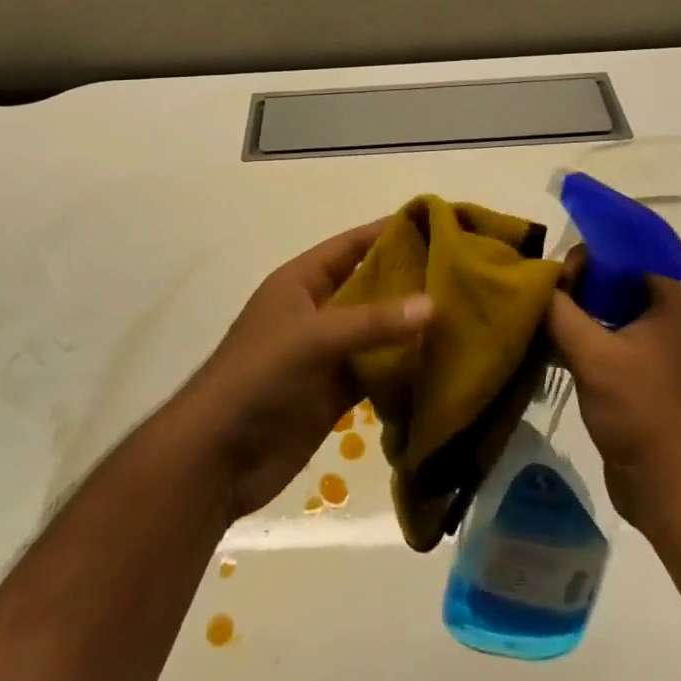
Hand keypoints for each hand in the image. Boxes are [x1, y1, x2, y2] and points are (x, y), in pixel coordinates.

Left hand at [173, 220, 432, 519]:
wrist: (216, 457)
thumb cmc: (258, 378)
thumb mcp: (313, 338)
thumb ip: (372, 322)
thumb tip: (434, 304)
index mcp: (301, 281)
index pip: (352, 245)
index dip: (389, 232)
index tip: (437, 223)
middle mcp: (316, 310)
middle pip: (369, 286)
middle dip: (410, 280)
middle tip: (462, 273)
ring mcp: (325, 354)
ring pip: (376, 331)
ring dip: (410, 327)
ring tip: (464, 315)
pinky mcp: (334, 393)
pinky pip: (375, 372)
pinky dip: (402, 368)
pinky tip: (441, 364)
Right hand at [547, 260, 680, 529]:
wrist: (668, 485)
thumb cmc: (639, 408)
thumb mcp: (592, 352)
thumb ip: (558, 309)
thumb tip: (531, 281)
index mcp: (666, 298)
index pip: (618, 255)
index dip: (583, 258)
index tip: (551, 277)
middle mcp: (661, 314)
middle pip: (606, 282)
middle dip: (570, 287)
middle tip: (537, 300)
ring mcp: (648, 345)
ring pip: (599, 312)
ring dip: (568, 314)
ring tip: (532, 318)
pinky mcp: (632, 373)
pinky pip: (598, 339)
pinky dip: (573, 339)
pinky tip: (541, 345)